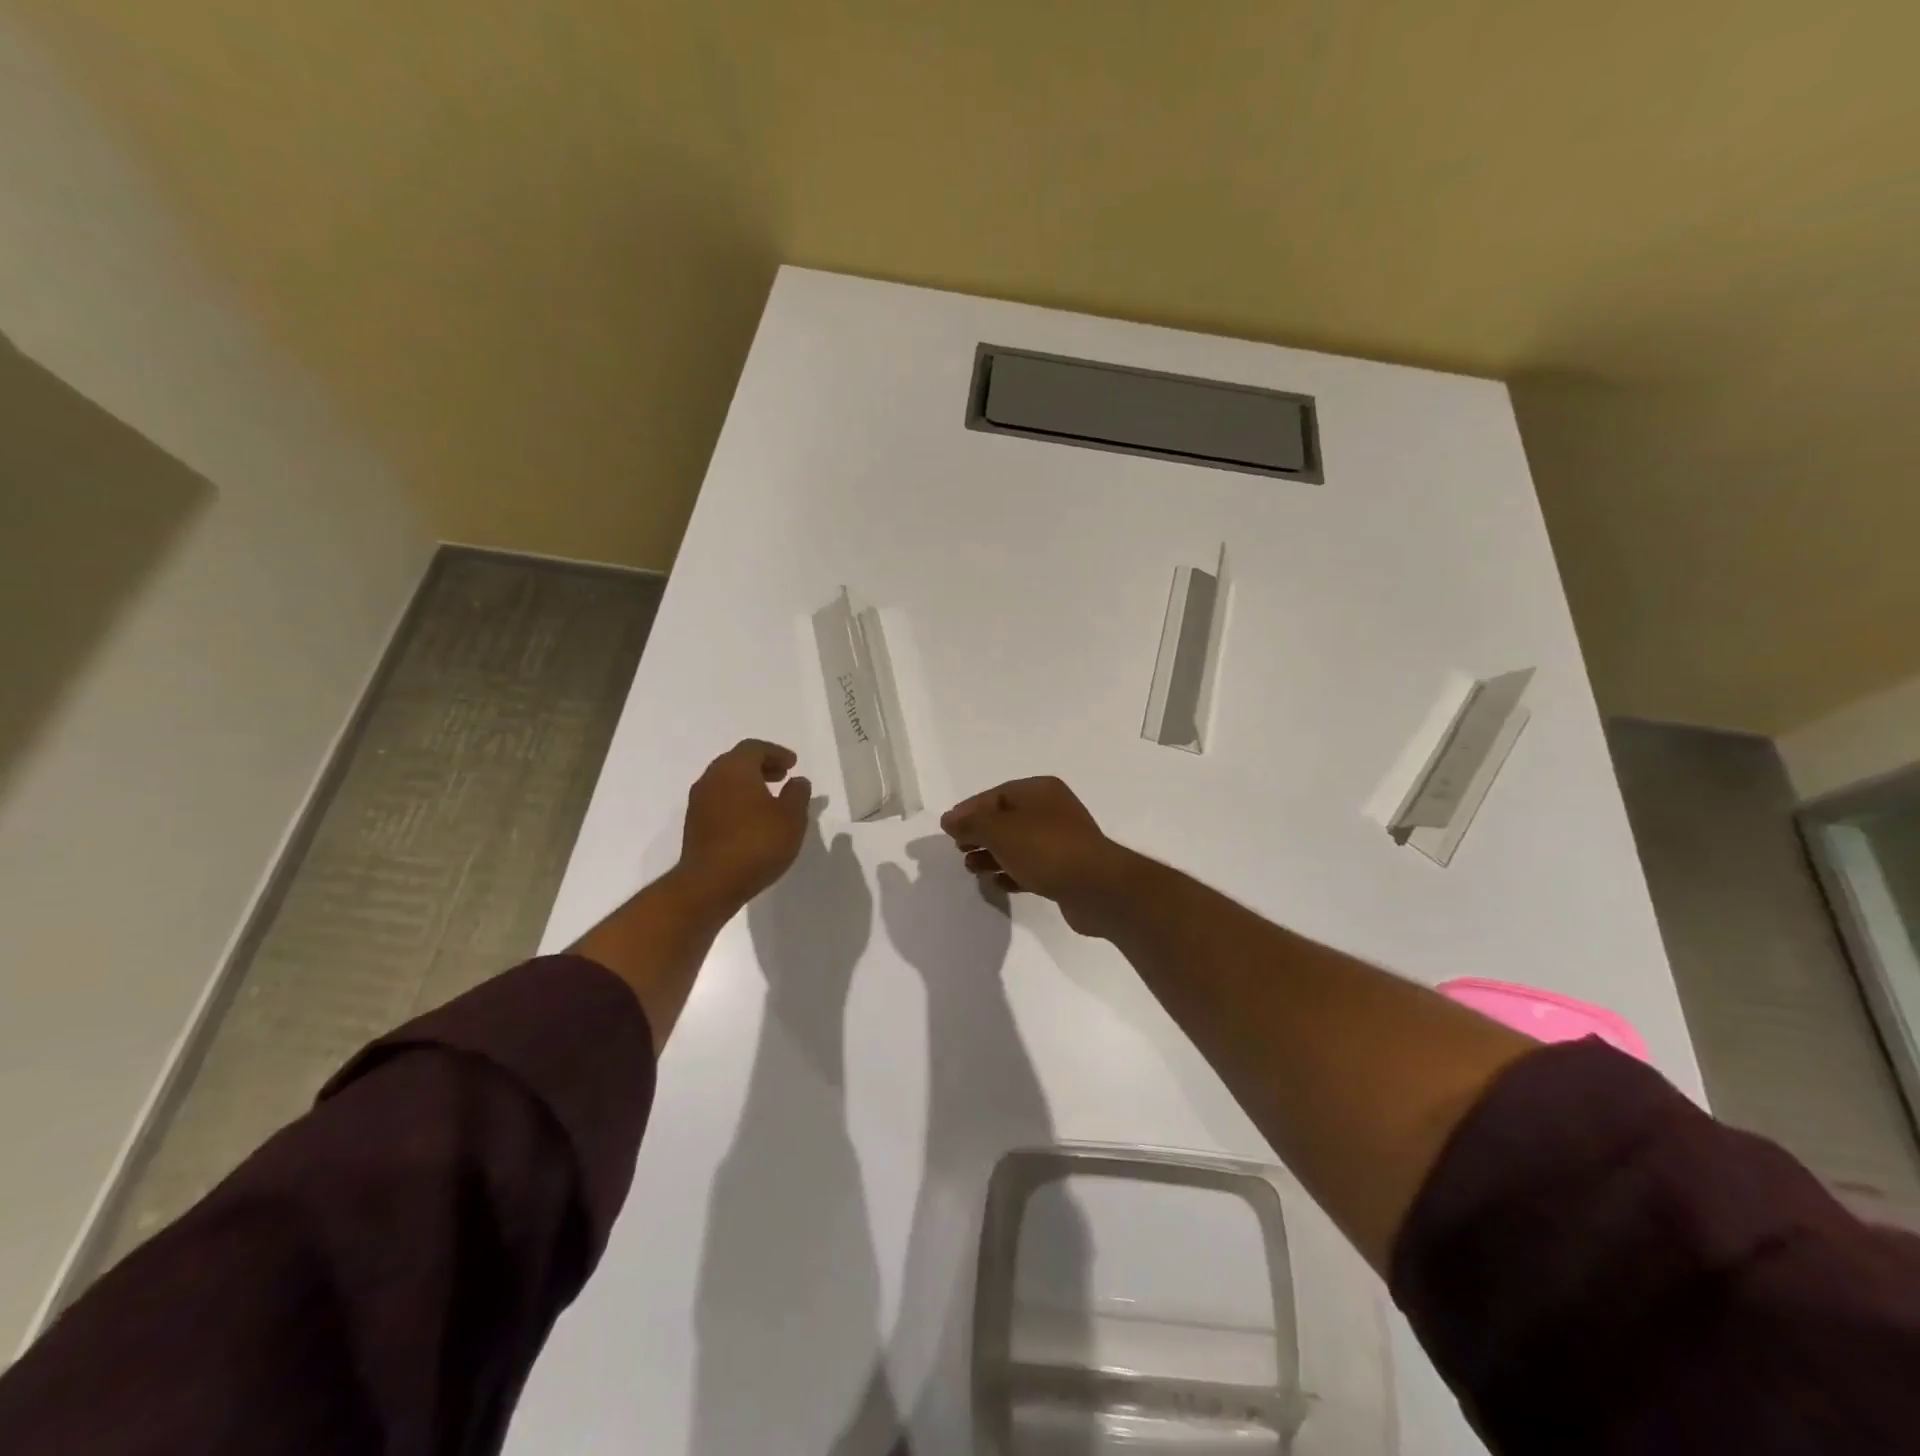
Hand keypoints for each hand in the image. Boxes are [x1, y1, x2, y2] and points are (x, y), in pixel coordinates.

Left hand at [678, 739, 811, 915]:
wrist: (710, 884)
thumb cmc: (756, 843)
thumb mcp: (791, 818)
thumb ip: (797, 794)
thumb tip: (798, 781)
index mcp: (734, 769)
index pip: (754, 748)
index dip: (776, 753)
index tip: (793, 765)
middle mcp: (712, 779)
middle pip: (737, 762)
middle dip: (761, 766)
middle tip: (782, 777)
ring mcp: (699, 803)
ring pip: (726, 782)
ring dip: (748, 785)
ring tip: (770, 800)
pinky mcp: (694, 825)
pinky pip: (719, 802)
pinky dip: (737, 802)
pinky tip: (752, 821)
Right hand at [940, 776, 1135, 936]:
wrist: (1096, 887)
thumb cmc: (1045, 849)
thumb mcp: (999, 831)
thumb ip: (971, 823)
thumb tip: (949, 820)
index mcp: (1040, 790)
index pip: (996, 795)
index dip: (969, 810)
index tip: (948, 830)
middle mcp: (1053, 810)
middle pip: (1006, 819)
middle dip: (980, 834)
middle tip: (959, 849)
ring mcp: (1062, 840)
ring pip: (1018, 844)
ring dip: (992, 855)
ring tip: (972, 869)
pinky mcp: (1066, 869)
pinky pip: (1032, 866)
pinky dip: (1012, 872)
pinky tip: (997, 884)